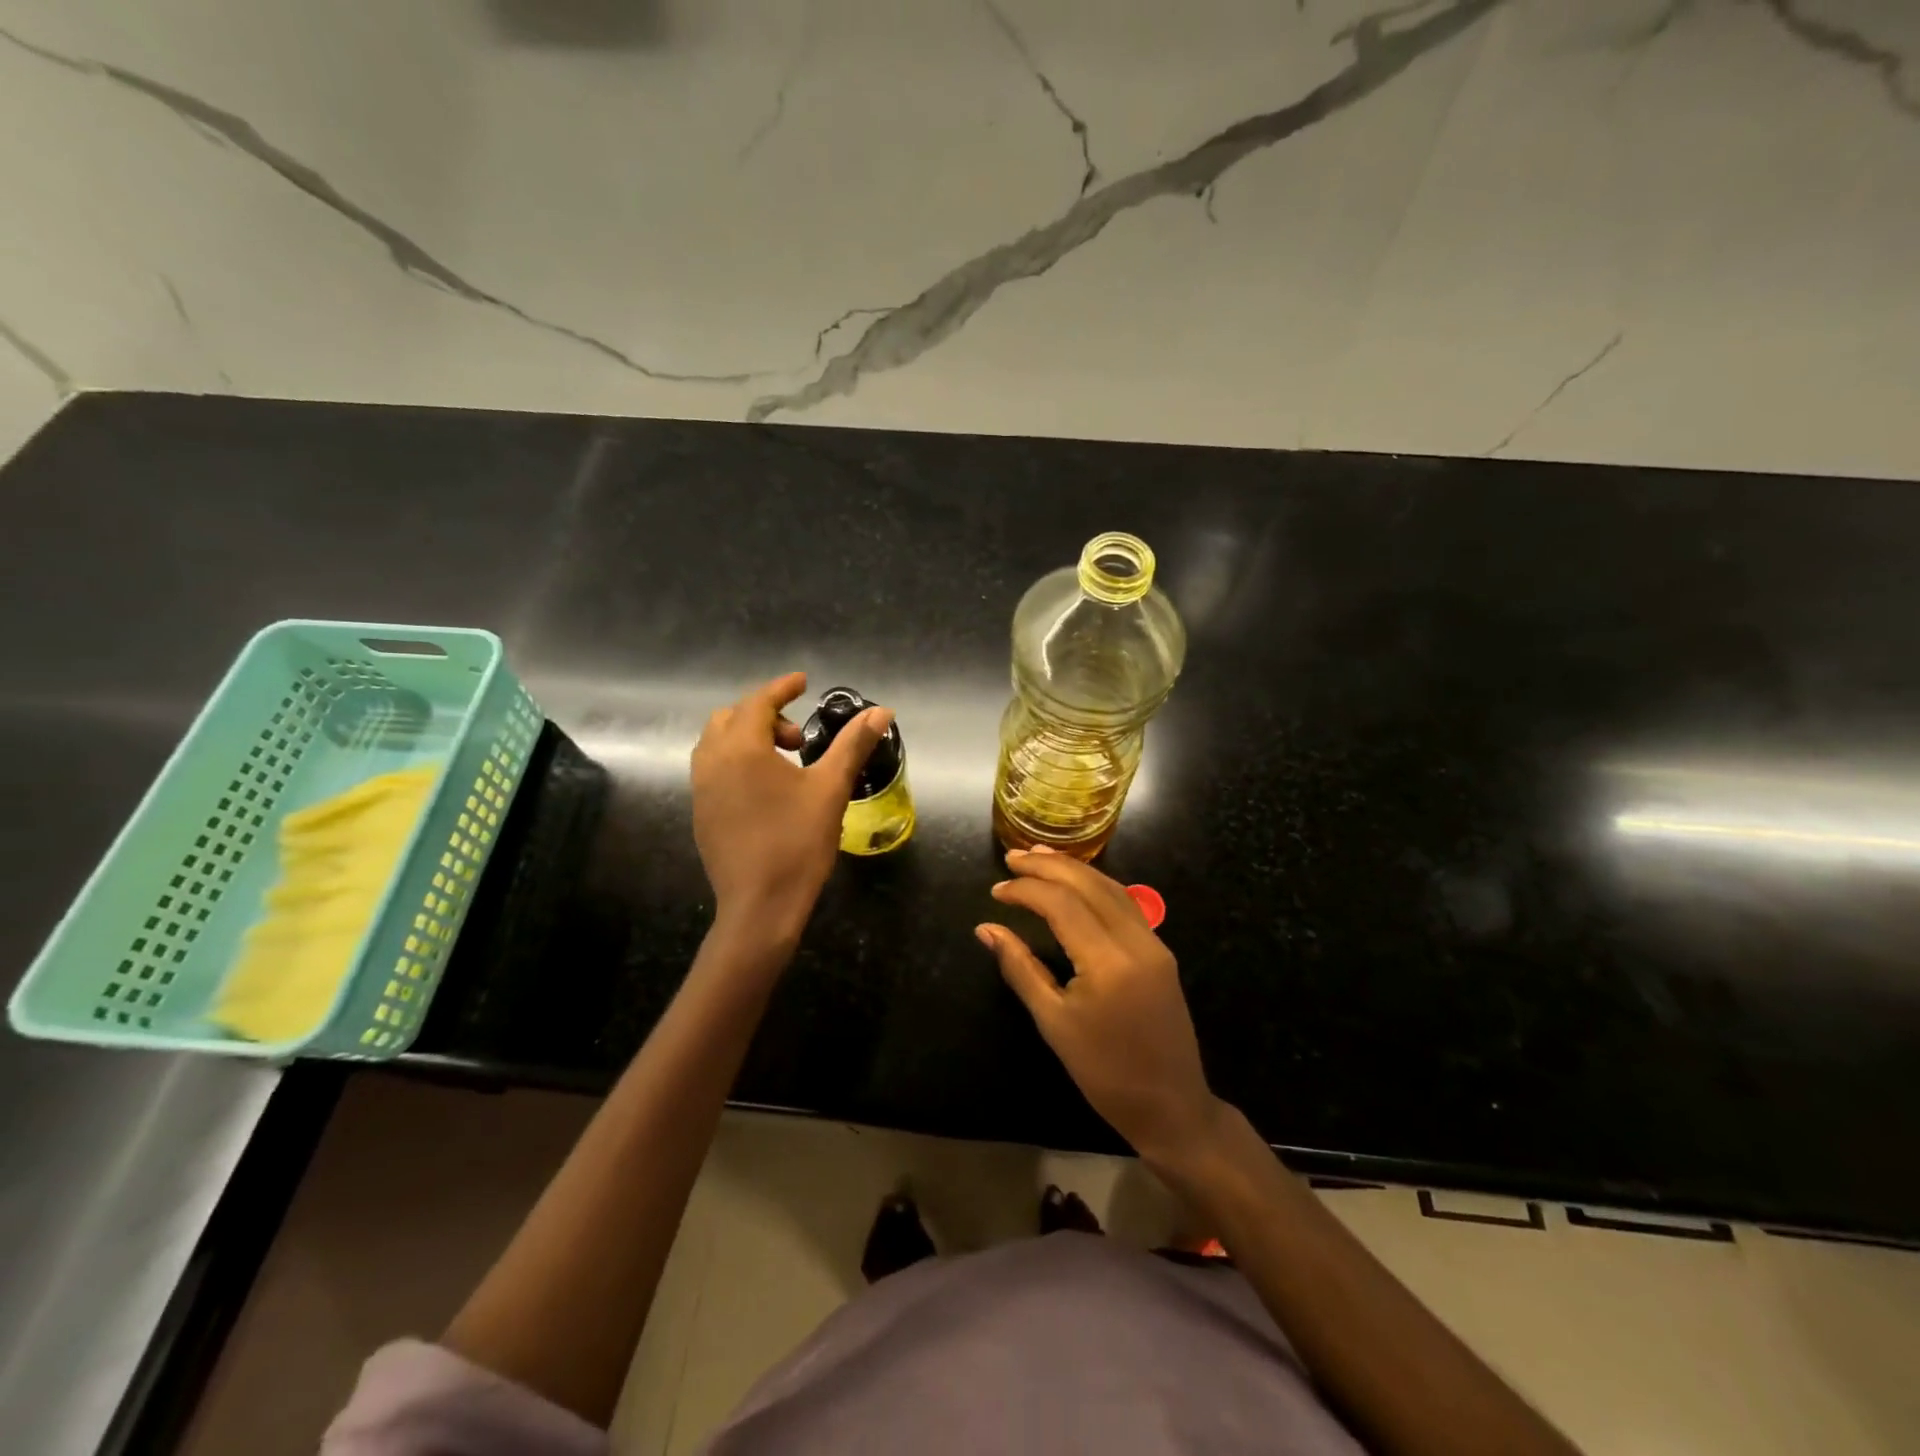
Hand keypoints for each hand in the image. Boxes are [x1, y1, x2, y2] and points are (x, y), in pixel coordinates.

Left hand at [691, 672, 891, 943]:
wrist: (760, 906)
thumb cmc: (798, 843)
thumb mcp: (831, 789)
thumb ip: (853, 745)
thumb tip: (882, 711)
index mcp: (742, 749)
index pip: (758, 702)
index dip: (782, 688)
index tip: (804, 682)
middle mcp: (712, 762)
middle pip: (730, 718)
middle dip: (765, 715)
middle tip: (798, 739)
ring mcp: (701, 789)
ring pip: (716, 743)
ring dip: (746, 737)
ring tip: (782, 761)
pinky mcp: (701, 813)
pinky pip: (712, 769)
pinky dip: (735, 760)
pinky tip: (764, 789)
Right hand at [977, 849, 1221, 1166]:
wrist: (1171, 1107)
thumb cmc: (1104, 1072)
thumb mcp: (1054, 1022)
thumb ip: (1020, 968)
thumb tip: (986, 929)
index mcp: (1108, 961)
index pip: (1062, 904)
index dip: (1026, 890)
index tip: (996, 891)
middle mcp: (1136, 941)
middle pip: (1089, 885)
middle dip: (1049, 866)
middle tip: (1013, 858)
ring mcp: (1154, 943)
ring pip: (1111, 888)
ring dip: (1074, 869)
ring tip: (1039, 857)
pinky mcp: (1160, 951)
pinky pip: (1125, 904)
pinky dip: (1096, 885)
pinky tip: (1076, 883)